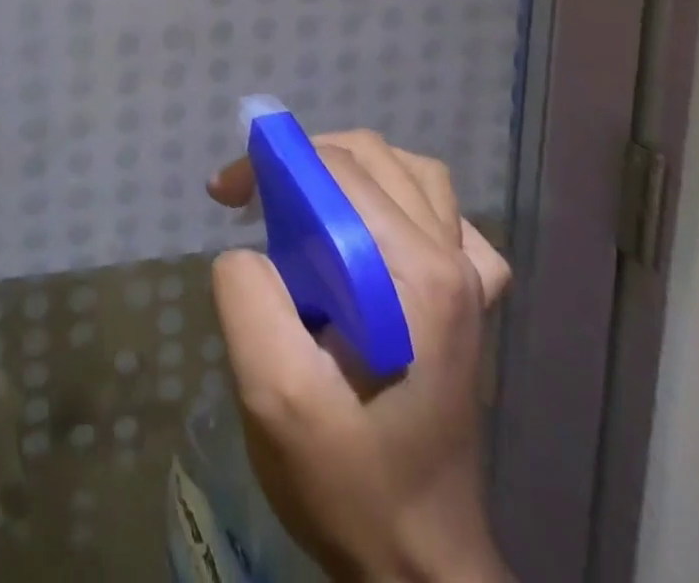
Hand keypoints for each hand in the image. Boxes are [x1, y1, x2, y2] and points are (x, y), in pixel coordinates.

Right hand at [208, 131, 513, 582]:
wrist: (419, 565)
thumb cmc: (346, 479)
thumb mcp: (272, 390)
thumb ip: (248, 294)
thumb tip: (249, 249)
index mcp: (414, 272)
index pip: (336, 167)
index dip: (272, 162)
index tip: (226, 196)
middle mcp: (453, 261)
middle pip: (372, 157)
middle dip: (302, 160)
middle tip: (255, 200)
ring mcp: (471, 283)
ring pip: (414, 175)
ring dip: (353, 173)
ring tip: (308, 207)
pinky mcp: (473, 306)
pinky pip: (448, 220)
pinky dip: (405, 205)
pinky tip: (375, 237)